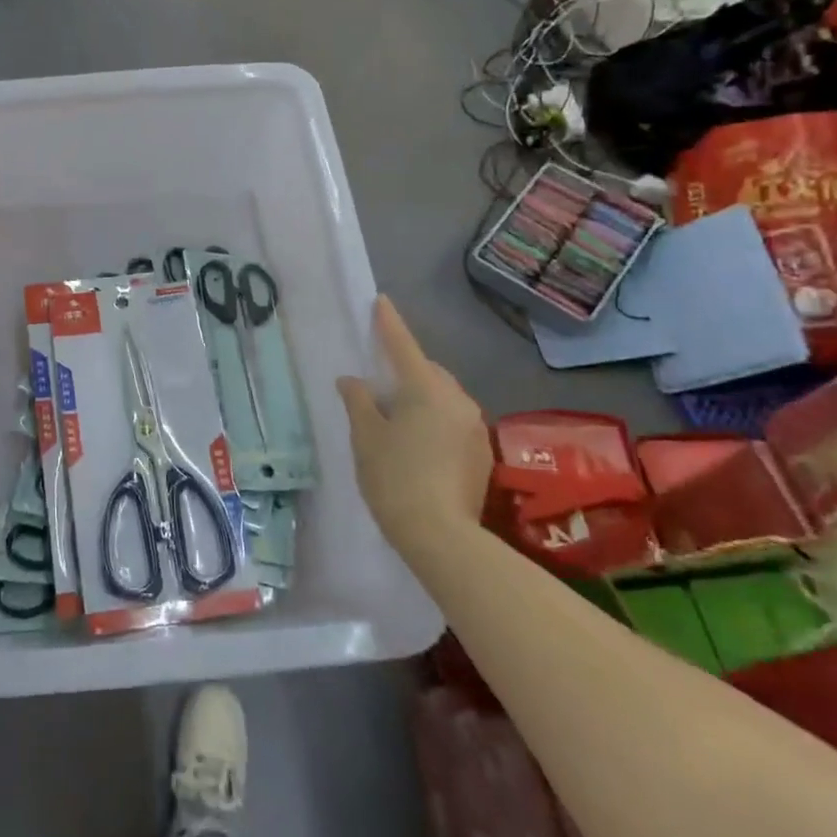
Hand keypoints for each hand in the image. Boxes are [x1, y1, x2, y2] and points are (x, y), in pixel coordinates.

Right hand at [337, 297, 492, 563]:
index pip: (402, 346)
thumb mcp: (366, 437)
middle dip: (407, 370)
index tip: (380, 301)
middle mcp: (457, 399)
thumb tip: (353, 381)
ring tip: (398, 420)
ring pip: (444, 398)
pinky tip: (420, 446)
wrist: (441, 535)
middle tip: (381, 385)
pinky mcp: (483, 452)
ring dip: (423, 398)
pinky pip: (454, 422)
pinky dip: (436, 422)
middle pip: (428, 372)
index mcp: (425, 388)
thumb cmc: (394, 477)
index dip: (388, 323)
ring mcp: (474, 426)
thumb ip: (359, 402)